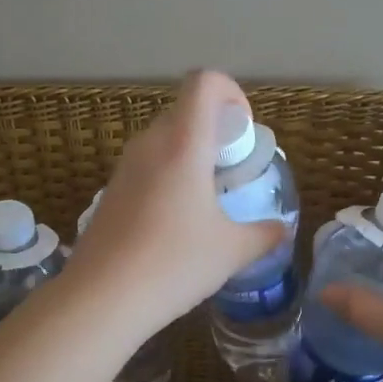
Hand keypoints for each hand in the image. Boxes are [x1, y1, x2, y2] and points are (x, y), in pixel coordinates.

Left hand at [63, 70, 285, 332]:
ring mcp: (124, 167)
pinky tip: (175, 224)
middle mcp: (149, 144)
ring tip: (207, 200)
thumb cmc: (174, 264)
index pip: (204, 82)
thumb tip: (281, 229)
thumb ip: (264, 234)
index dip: (231, 93)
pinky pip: (146, 167)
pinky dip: (167, 177)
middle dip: (214, 131)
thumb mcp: (232, 251)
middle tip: (232, 171)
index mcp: (183, 143)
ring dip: (190, 155)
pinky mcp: (109, 192)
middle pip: (185, 111)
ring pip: (163, 140)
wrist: (101, 299)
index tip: (243, 133)